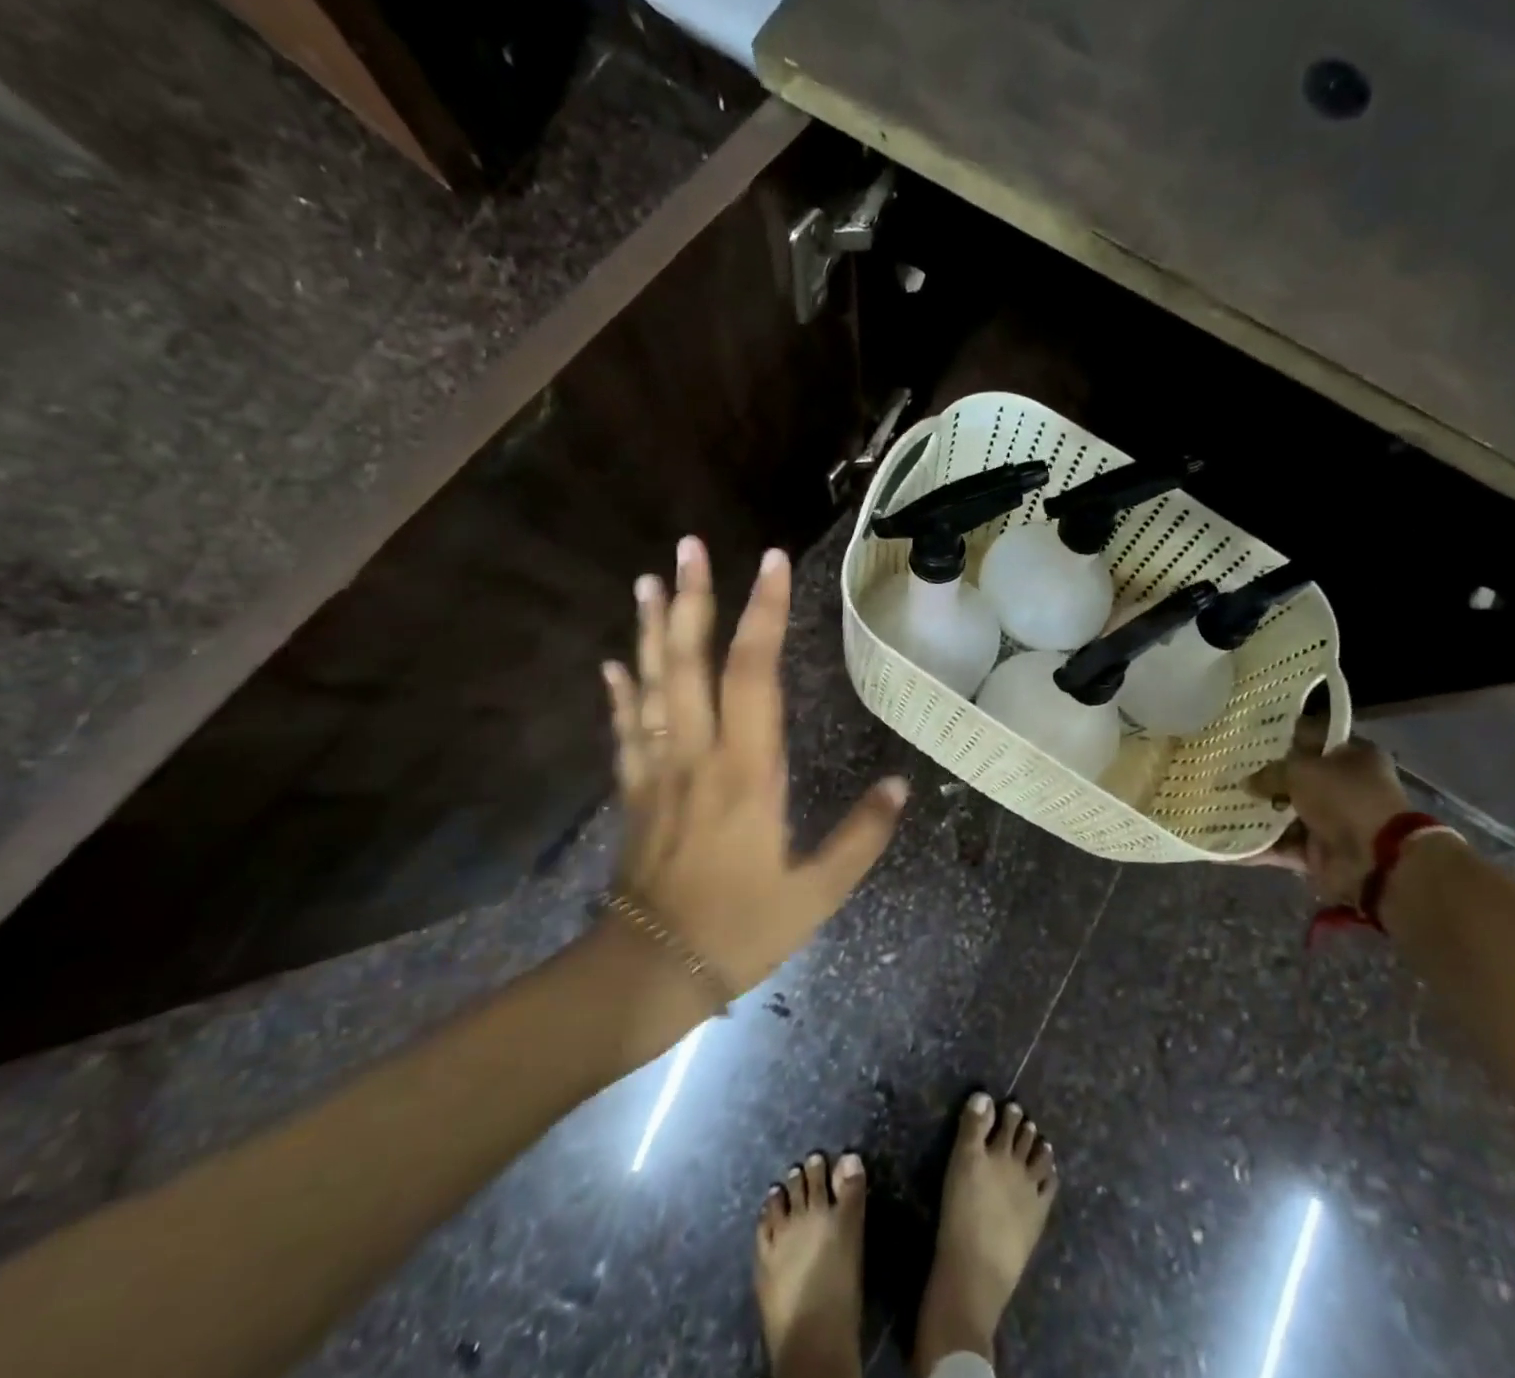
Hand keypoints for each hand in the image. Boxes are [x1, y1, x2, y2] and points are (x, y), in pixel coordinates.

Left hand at [600, 536, 907, 991]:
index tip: (770, 563)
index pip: (754, 673)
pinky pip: (625, 730)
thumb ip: (862, 836)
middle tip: (690, 544)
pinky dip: (620, 692)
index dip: (763, 614)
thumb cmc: (741, 930)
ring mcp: (658, 770)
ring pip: (650, 685)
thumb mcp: (818, 892)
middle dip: (695, 599)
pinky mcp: (633, 791)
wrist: (651, 971)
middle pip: (691, 662)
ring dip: (651, 629)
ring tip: (650, 580)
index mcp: (748, 771)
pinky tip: (614, 663)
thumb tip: (900, 784)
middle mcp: (698, 755)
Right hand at [1243, 721, 1410, 906]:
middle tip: (1226, 771)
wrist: (1376, 861)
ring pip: (1285, 813)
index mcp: (1352, 756)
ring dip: (1256, 813)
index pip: (1312, 738)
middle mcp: (1344, 787)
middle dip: (1262, 778)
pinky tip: (1225, 841)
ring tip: (1218, 804)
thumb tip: (1246, 782)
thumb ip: (1269, 773)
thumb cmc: (1344, 798)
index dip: (1281, 737)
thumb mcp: (1301, 771)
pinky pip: (1281, 846)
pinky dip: (1256, 846)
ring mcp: (1331, 822)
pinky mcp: (1318, 853)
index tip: (1248, 738)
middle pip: (1295, 778)